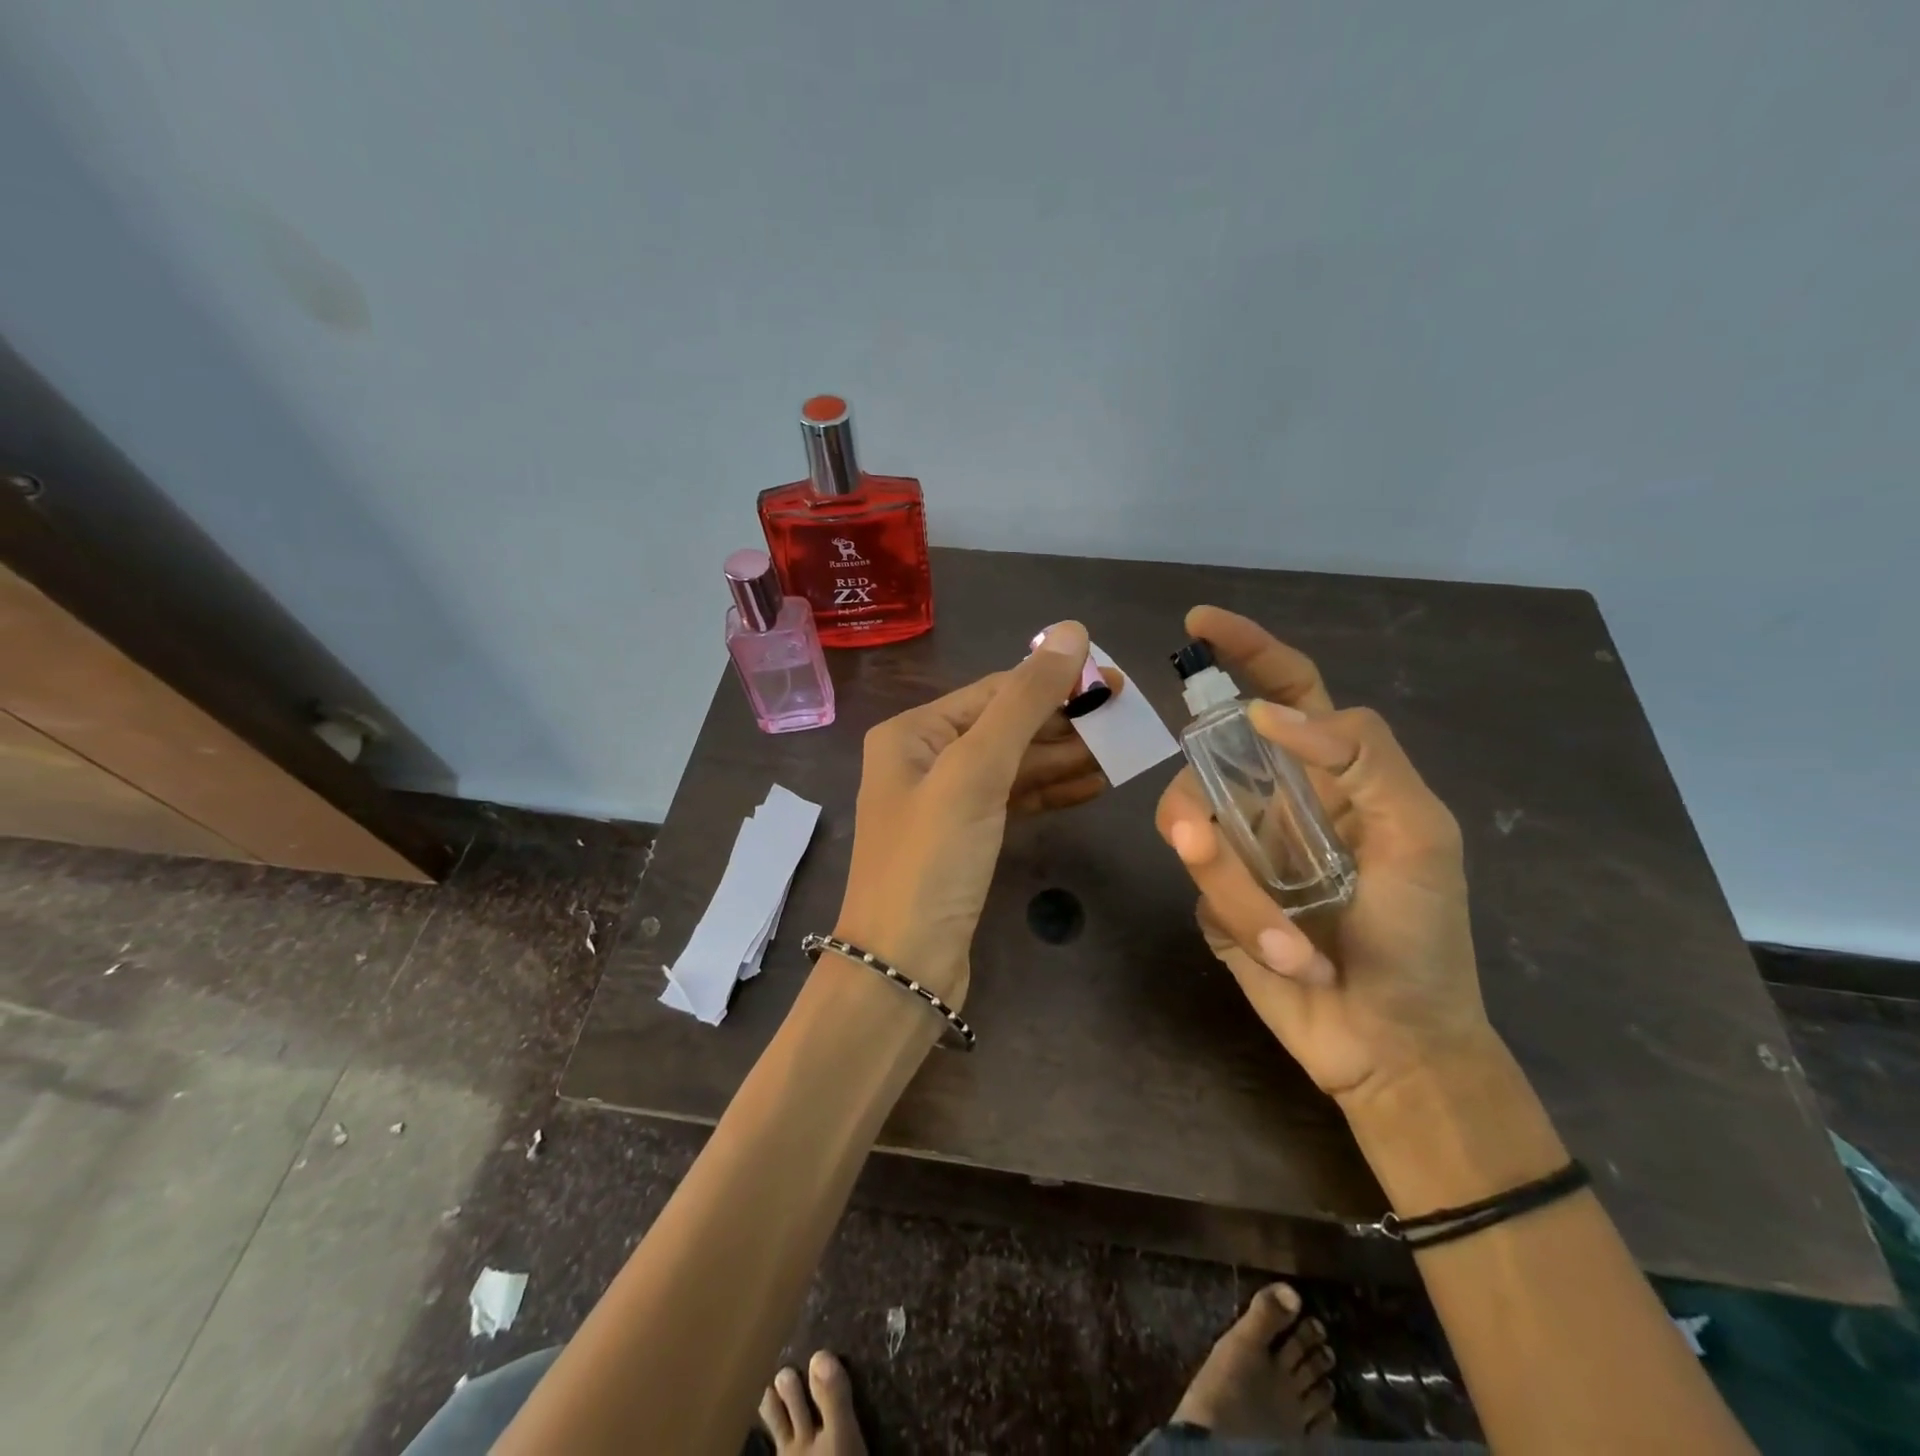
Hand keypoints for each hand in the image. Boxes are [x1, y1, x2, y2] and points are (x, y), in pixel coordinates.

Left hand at [835, 622, 1118, 1008]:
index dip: (1054, 683)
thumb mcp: (976, 771)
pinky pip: (1014, 802)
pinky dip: (1052, 793)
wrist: (904, 968)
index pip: (995, 692)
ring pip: (1014, 767)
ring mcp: (946, 803)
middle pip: (1006, 728)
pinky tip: (1096, 786)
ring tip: (1123, 753)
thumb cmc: (932, 860)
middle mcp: (925, 760)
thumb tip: (1071, 631)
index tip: (1114, 682)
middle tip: (1128, 719)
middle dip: (1065, 723)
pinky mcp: (966, 840)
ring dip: (1066, 759)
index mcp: (913, 733)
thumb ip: (1024, 702)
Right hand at [1154, 606, 1490, 1108]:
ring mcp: (1240, 846)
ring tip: (1286, 939)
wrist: (1394, 1040)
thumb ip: (1364, 756)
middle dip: (1206, 800)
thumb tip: (1264, 716)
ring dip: (1234, 883)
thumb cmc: (1422, 934)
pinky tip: (1287, 955)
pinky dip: (1240, 915)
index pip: (1284, 690)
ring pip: (1191, 823)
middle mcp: (1276, 797)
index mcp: (1329, 773)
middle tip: (1204, 843)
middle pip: (1210, 760)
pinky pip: (1198, 879)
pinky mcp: (1212, 895)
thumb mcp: (1421, 833)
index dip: (1246, 650)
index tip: (1198, 623)